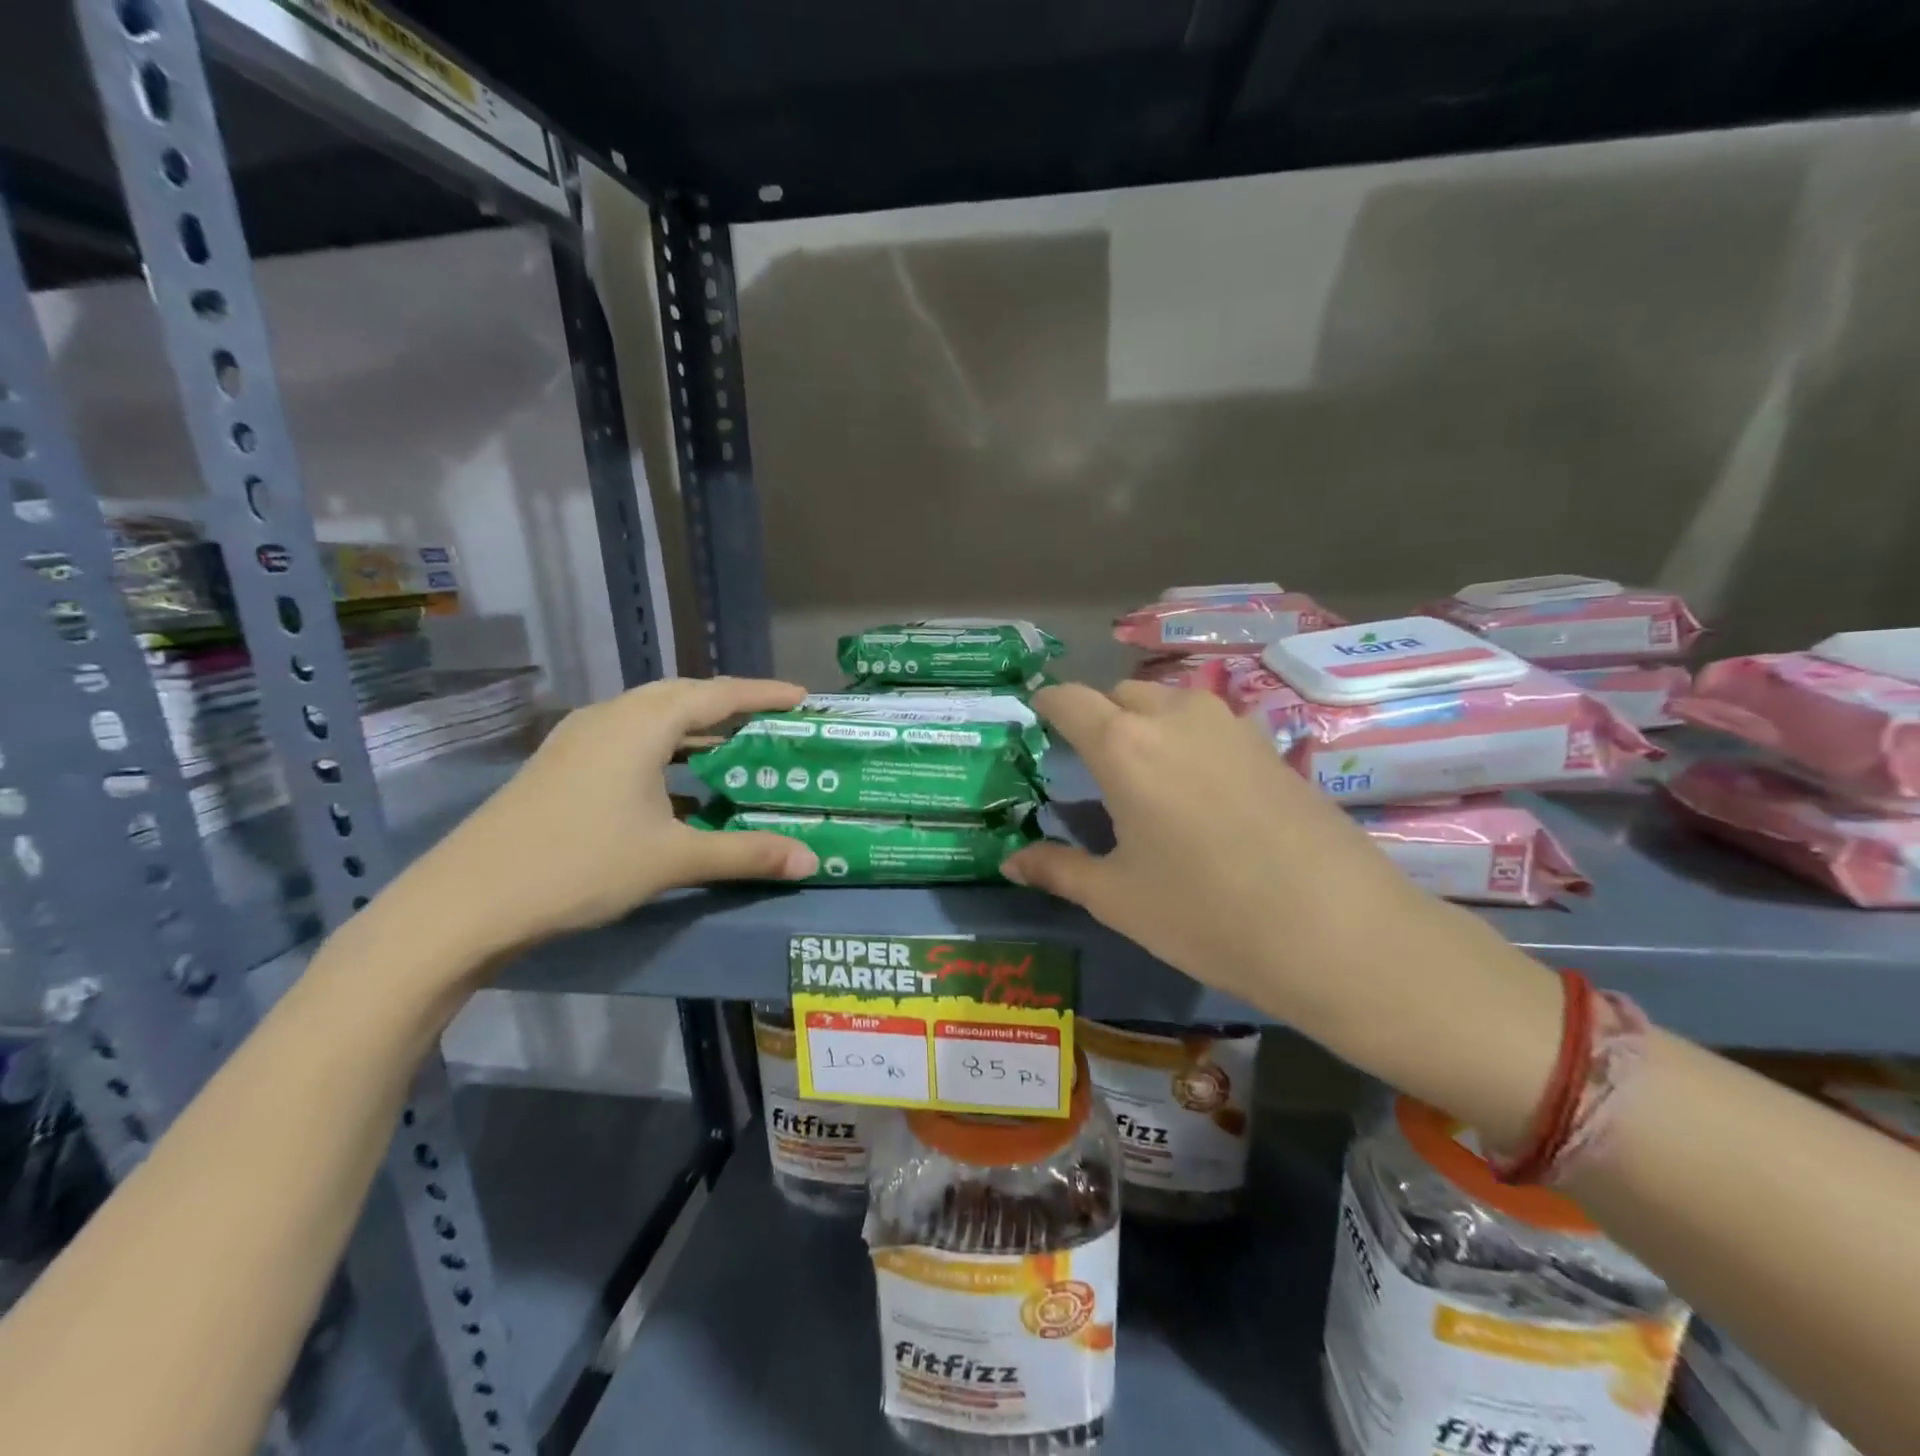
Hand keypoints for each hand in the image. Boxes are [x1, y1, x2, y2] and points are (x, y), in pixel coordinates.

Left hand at [384, 677, 817, 958]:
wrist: (466, 902)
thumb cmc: (580, 865)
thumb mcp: (673, 859)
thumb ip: (746, 854)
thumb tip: (811, 859)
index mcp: (641, 724)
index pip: (717, 694)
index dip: (764, 694)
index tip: (803, 697)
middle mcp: (610, 717)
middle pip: (683, 696)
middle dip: (731, 705)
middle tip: (771, 721)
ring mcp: (580, 739)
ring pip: (652, 717)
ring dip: (696, 727)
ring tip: (734, 747)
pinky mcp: (563, 764)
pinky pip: (630, 739)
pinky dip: (666, 749)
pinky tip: (678, 783)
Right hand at [1002, 681, 1433, 1022]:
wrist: (1339, 932)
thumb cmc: (1206, 914)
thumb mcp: (1118, 898)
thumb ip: (1057, 869)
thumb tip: (1010, 861)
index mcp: (1124, 744)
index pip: (1068, 699)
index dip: (1046, 705)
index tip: (1036, 721)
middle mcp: (1175, 716)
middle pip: (1120, 694)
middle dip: (1098, 718)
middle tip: (1091, 765)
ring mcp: (1231, 725)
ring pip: (1169, 704)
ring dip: (1146, 725)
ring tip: (1145, 777)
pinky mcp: (1271, 744)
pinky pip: (1210, 724)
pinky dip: (1189, 740)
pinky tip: (1200, 791)